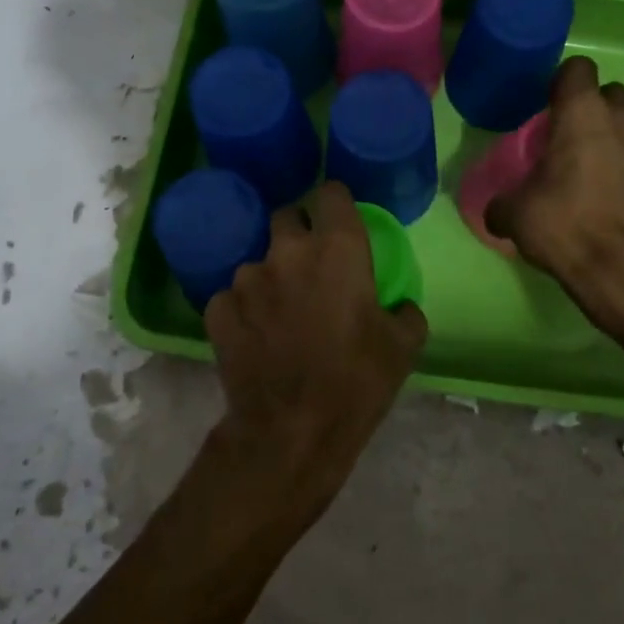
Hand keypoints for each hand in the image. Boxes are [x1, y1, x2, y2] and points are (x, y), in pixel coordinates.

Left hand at [202, 181, 427, 528]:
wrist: (292, 431)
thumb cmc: (357, 381)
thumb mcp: (404, 346)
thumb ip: (405, 312)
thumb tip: (399, 306)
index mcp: (338, 248)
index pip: (331, 192)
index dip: (336, 204)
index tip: (340, 222)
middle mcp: (288, 251)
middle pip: (287, 216)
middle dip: (298, 233)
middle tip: (310, 267)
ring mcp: (247, 279)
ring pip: (258, 261)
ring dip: (271, 277)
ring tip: (281, 312)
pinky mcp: (218, 309)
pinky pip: (232, 296)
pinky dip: (244, 309)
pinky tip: (255, 336)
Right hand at [488, 56, 623, 315]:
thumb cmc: (566, 227)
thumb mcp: (515, 216)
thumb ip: (503, 204)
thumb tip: (497, 211)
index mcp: (583, 115)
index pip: (577, 69)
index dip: (564, 83)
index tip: (551, 106)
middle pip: (614, 95)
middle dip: (597, 111)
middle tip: (576, 142)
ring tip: (606, 173)